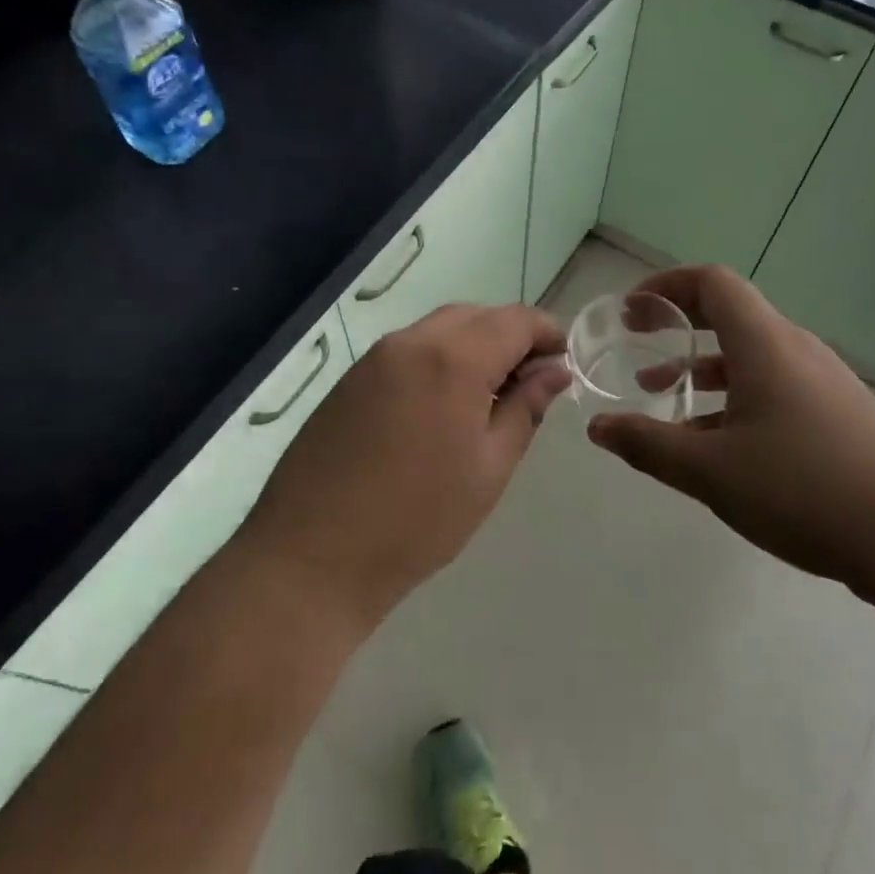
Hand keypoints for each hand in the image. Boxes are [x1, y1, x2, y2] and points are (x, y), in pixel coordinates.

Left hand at [240, 303, 570, 626]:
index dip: (546, 333)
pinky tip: (440, 407)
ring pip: (439, 329)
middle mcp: (412, 341)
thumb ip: (526, 408)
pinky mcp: (350, 379)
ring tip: (487, 397)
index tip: (562, 363)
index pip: (515, 319)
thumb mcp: (490, 467)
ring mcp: (375, 358)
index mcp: (454, 358)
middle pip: (476, 316)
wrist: (312, 557)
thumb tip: (555, 371)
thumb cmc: (418, 520)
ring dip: (473, 346)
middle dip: (510, 336)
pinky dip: (438, 359)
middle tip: (528, 383)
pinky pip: (408, 350)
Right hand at [586, 265, 874, 599]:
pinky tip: (716, 445)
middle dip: (678, 326)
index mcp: (765, 343)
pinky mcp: (837, 415)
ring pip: (750, 357)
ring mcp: (822, 382)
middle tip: (638, 345)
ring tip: (664, 400)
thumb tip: (598, 428)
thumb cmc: (805, 490)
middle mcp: (795, 349)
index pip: (712, 282)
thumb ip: (648, 445)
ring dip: (703, 369)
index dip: (667, 285)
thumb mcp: (710, 471)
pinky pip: (773, 387)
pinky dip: (734, 398)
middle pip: (730, 314)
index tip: (632, 311)